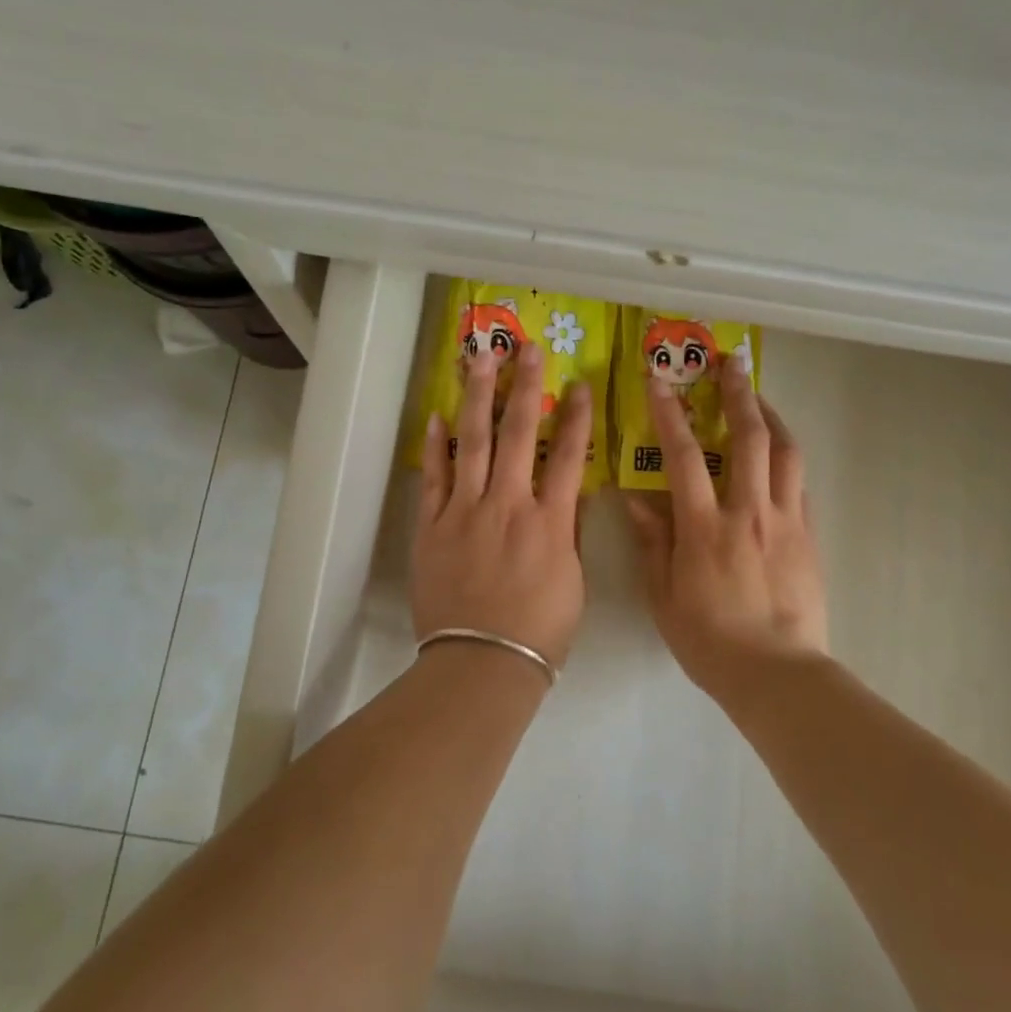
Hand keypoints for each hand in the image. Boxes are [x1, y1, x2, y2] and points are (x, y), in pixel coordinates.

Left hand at [412, 343, 590, 667]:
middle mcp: (507, 504)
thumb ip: (568, 533)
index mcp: (549, 521)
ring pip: (473, 442)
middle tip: (527, 348)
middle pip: (519, 433)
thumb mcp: (572, 583)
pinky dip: (435, 445)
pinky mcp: (431, 526)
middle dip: (524, 386)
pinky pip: (434, 477)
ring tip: (479, 358)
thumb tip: (569, 495)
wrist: (481, 663)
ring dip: (477, 396)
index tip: (578, 384)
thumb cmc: (539, 631)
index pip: (568, 456)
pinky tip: (436, 415)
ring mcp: (465, 511)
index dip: (575, 417)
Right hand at [626, 354, 827, 700]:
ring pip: (785, 453)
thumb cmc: (710, 640)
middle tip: (731, 362)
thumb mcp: (663, 595)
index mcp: (704, 526)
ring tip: (759, 397)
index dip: (668, 412)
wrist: (777, 674)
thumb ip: (652, 541)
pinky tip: (779, 455)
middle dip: (737, 393)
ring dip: (771, 416)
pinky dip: (788, 459)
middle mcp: (748, 511)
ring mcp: (785, 521)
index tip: (659, 380)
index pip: (682, 455)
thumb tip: (635, 498)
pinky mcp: (809, 536)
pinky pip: (801, 485)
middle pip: (748, 437)